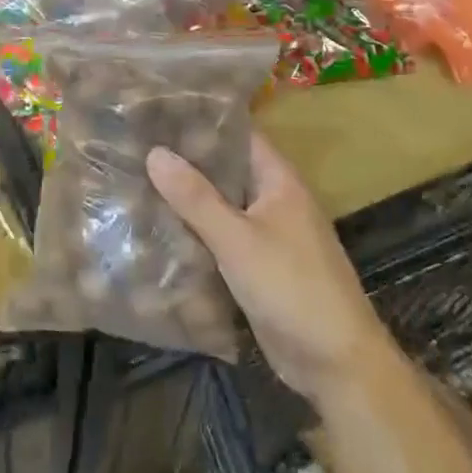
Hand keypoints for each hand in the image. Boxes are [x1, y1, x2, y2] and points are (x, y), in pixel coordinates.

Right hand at [148, 134, 388, 410]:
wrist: (336, 363)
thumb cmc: (291, 288)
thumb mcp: (238, 239)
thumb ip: (196, 197)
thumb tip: (154, 152)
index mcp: (279, 181)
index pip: (239, 134)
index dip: (203, 120)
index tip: (159, 109)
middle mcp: (274, 200)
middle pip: (226, 170)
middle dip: (186, 160)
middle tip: (135, 144)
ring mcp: (267, 235)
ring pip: (220, 205)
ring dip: (187, 198)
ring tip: (135, 178)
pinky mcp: (257, 267)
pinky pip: (220, 238)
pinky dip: (194, 232)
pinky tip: (157, 228)